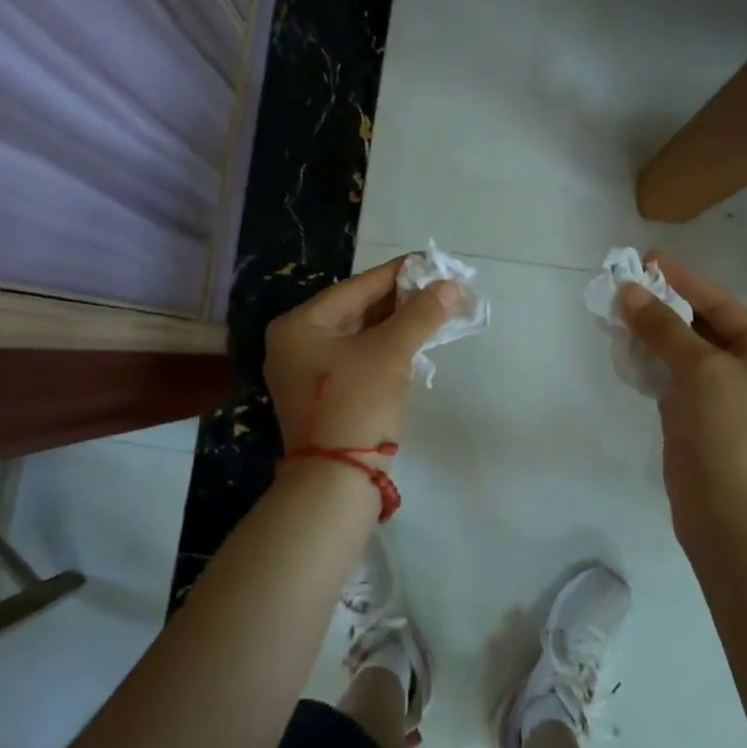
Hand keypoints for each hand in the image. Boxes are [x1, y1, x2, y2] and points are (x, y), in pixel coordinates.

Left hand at [263, 255, 458, 458]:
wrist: (335, 483)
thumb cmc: (356, 405)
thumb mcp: (390, 353)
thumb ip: (420, 314)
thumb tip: (450, 286)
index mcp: (300, 325)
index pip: (357, 287)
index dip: (399, 274)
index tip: (432, 264)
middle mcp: (296, 343)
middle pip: (357, 310)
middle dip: (402, 301)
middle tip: (441, 289)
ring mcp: (307, 372)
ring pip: (360, 335)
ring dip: (398, 324)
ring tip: (436, 311)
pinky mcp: (324, 395)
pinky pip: (359, 358)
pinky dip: (387, 348)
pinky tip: (416, 342)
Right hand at [619, 254, 746, 531]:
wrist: (730, 517)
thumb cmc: (730, 433)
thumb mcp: (701, 370)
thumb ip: (664, 328)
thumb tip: (628, 290)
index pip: (720, 305)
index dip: (683, 281)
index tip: (646, 260)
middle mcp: (746, 372)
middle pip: (699, 326)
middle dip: (661, 306)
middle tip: (622, 285)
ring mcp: (718, 398)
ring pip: (679, 353)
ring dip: (650, 333)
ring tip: (614, 311)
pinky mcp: (692, 420)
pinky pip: (667, 379)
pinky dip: (647, 362)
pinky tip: (622, 349)